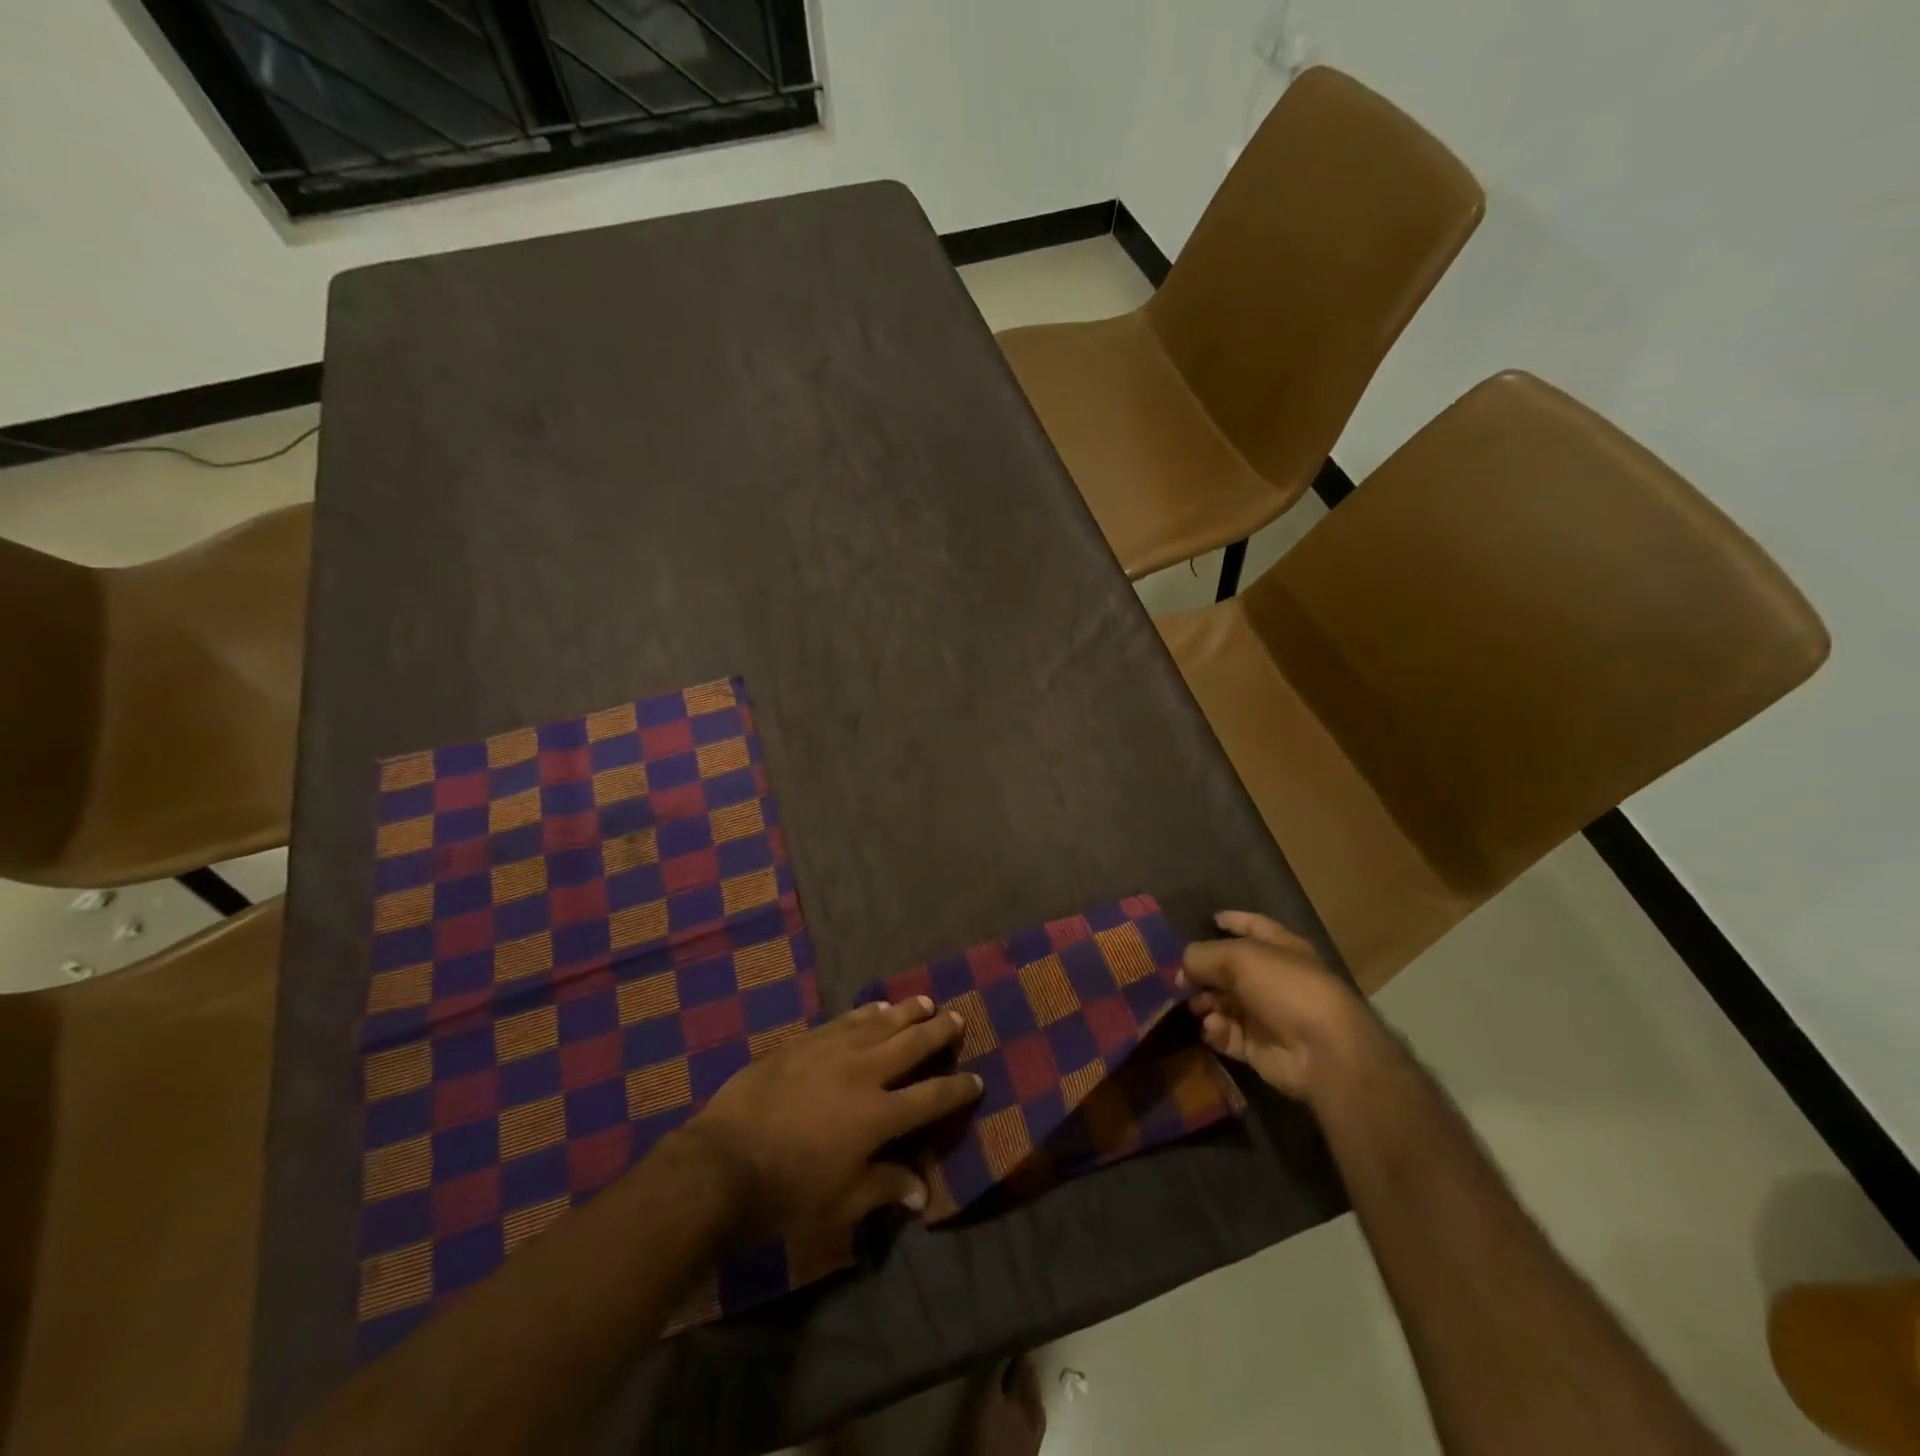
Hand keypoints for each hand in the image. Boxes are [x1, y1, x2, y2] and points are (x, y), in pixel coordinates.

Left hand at [685, 997, 981, 1232]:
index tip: (976, 1080)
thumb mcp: (841, 1203)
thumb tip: (923, 1192)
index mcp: (878, 1116)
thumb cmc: (786, 1192)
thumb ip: (885, 1188)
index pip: (931, 1098)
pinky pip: (844, 1020)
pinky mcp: (804, 1042)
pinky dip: (865, 1013)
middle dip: (939, 1032)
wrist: (723, 1161)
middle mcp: (863, 1073)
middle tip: (958, 1019)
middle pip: (911, 1046)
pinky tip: (875, 1007)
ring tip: (924, 1002)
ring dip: (906, 1012)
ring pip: (879, 1024)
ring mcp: (832, 1051)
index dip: (957, 1089)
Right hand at [1176, 911, 1386, 1103]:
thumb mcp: (1239, 957)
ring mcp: (1266, 1015)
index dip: (1234, 921)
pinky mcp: (1258, 1047)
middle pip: (1230, 970)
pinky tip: (1214, 1026)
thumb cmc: (1286, 988)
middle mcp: (1274, 980)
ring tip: (1196, 1005)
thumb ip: (1203, 955)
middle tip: (1180, 978)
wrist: (1323, 1051)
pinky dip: (1216, 1030)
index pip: (1255, 926)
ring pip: (1224, 1003)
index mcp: (1281, 949)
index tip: (1211, 919)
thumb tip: (1182, 966)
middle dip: (1204, 972)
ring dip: (1206, 1003)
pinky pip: (1227, 1034)